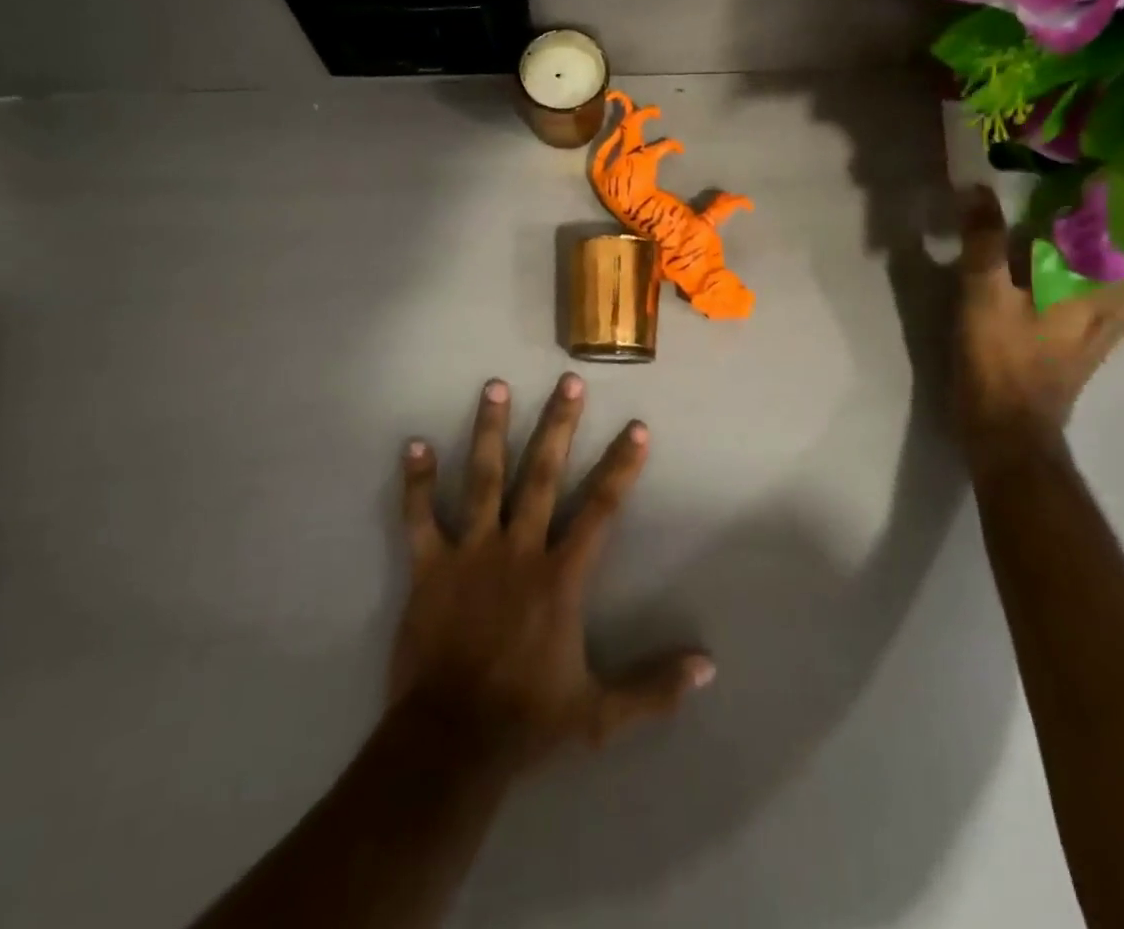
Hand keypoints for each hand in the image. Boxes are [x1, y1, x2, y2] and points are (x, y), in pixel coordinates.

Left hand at [391, 373, 713, 767]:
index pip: (600, 509)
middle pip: (541, 474)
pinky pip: (420, 517)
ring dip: (489, 430)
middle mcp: (519, 549)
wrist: (450, 743)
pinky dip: (417, 481)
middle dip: (558, 425)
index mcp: (560, 576)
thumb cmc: (526, 721)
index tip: (637, 427)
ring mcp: (471, 553)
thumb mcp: (600, 713)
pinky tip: (414, 443)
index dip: (621, 466)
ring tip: (495, 386)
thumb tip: (709, 667)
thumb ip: (654, 687)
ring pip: (483, 479)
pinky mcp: (429, 567)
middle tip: (568, 381)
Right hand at [953, 186, 1123, 466]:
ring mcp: (1108, 325)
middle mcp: (1122, 308)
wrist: (1006, 426)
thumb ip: (984, 242)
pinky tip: (1088, 249)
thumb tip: (976, 185)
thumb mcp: (983, 296)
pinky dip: (1113, 268)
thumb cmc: (1003, 360)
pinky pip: (1116, 292)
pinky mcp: (1086, 335)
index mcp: (1109, 293)